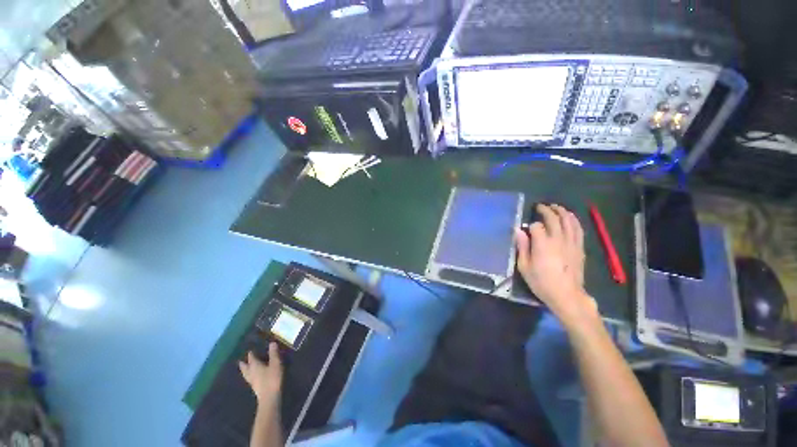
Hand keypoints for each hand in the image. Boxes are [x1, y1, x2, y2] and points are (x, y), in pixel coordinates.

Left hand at [239, 342, 282, 404]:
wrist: (269, 397)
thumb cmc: (272, 378)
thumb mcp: (275, 363)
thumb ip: (273, 353)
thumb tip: (271, 342)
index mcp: (255, 365)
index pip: (251, 358)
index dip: (251, 353)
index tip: (250, 350)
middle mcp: (250, 372)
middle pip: (245, 367)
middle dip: (243, 363)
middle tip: (241, 360)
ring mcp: (251, 381)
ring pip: (245, 374)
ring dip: (244, 370)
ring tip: (243, 368)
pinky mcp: (254, 387)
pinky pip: (249, 379)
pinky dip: (248, 376)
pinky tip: (251, 377)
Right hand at [515, 204, 595, 322]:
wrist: (567, 295)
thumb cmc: (542, 282)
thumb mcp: (524, 267)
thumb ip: (522, 247)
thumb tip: (518, 231)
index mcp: (543, 244)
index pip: (536, 226)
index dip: (530, 226)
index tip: (526, 230)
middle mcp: (558, 239)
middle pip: (554, 218)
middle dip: (546, 210)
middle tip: (540, 206)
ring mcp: (571, 242)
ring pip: (569, 221)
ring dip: (562, 211)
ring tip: (555, 207)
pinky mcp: (579, 247)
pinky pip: (578, 229)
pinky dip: (574, 220)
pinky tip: (570, 217)